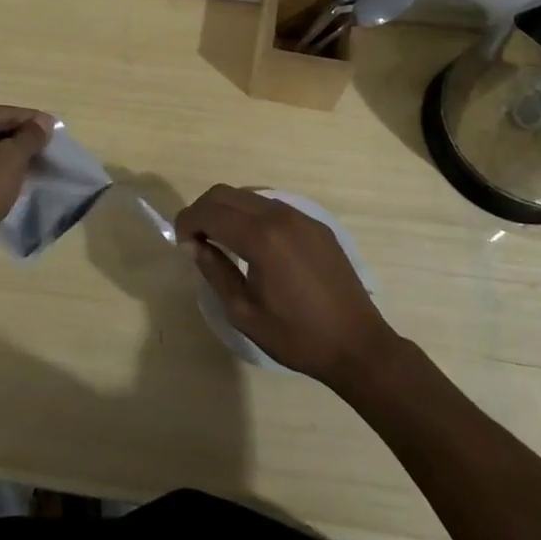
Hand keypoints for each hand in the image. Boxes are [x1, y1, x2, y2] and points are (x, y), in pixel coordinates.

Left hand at [0, 105, 54, 263]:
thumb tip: (44, 122)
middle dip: (22, 138)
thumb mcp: (12, 158)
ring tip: (37, 163)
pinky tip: (15, 178)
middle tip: (49, 148)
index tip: (56, 130)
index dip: (34, 121)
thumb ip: (31, 136)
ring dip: (11, 155)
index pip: (6, 113)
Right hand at [176, 184, 397, 386]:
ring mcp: (300, 216)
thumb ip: (214, 271)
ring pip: (249, 195)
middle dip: (203, 210)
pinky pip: (273, 206)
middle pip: (226, 193)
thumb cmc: (297, 336)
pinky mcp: (315, 224)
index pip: (209, 212)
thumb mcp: (244, 312)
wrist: (358, 345)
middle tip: (196, 240)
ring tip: (222, 241)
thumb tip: (194, 245)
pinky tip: (255, 244)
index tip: (182, 244)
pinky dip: (252, 215)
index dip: (187, 222)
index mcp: (260, 238)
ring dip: (228, 210)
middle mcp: (279, 215)